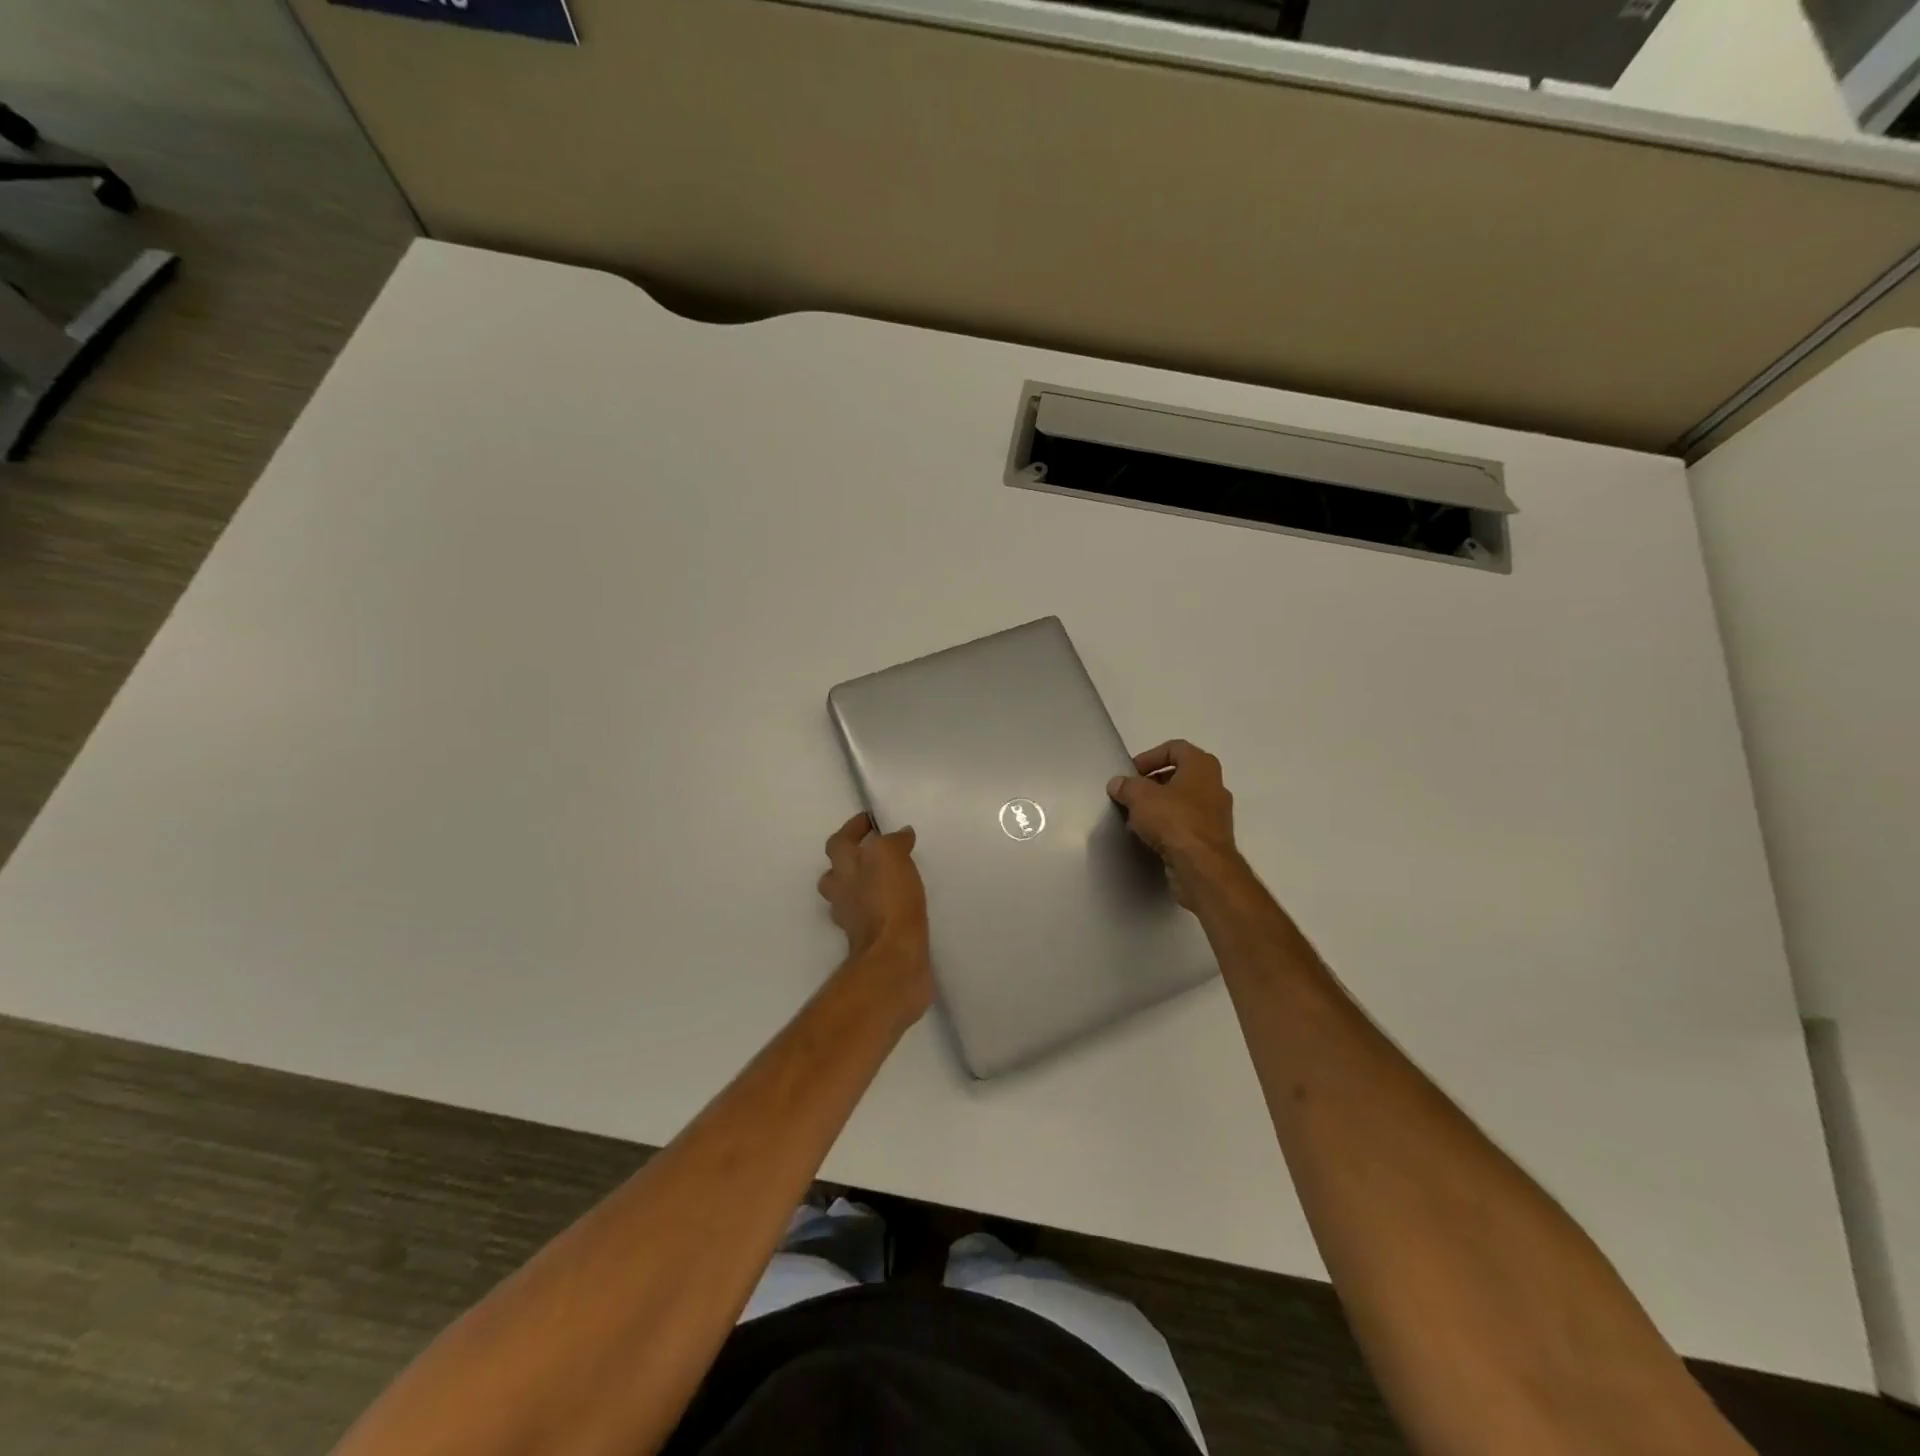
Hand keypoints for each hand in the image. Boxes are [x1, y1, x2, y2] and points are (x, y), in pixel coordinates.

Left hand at [818, 813, 932, 1006]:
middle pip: (836, 872)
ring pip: (851, 896)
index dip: (852, 828)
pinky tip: (899, 905)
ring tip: (890, 878)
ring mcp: (853, 920)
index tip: (869, 821)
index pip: (838, 841)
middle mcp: (841, 893)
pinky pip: (870, 916)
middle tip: (875, 852)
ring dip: (865, 885)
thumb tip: (901, 835)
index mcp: (843, 869)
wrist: (893, 958)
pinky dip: (880, 907)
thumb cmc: (888, 900)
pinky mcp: (870, 940)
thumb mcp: (890, 856)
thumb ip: (893, 841)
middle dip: (852, 860)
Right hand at [1108, 740, 1241, 908]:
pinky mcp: (1211, 839)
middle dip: (1152, 783)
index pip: (1175, 748)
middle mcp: (1214, 786)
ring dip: (1159, 807)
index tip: (1131, 773)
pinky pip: (1186, 825)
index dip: (1150, 756)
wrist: (1202, 867)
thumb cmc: (1174, 820)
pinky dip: (1167, 827)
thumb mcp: (1140, 796)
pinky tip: (1149, 837)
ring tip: (1136, 818)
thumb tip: (1118, 784)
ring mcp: (1216, 814)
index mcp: (1202, 766)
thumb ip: (1126, 786)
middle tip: (1131, 794)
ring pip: (1182, 802)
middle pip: (1179, 775)